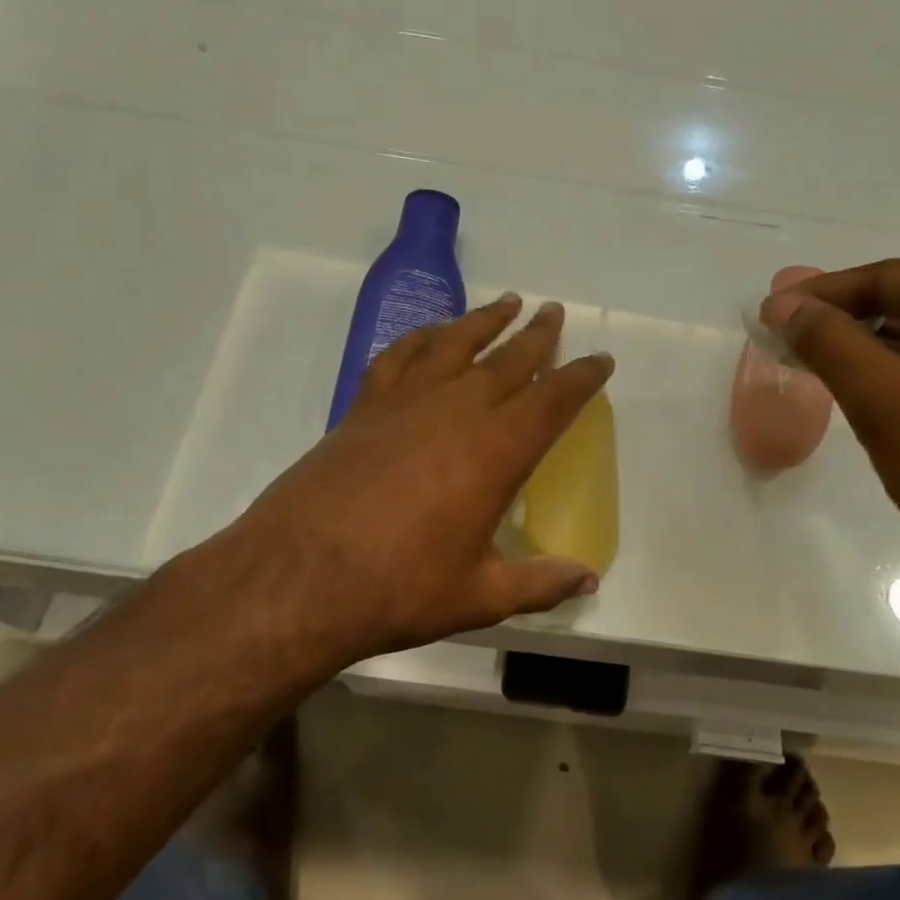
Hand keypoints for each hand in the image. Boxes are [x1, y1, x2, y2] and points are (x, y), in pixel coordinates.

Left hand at [216, 295, 612, 661]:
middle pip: (508, 360)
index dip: (581, 378)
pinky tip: (430, 333)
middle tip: (554, 312)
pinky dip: (421, 337)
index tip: (600, 359)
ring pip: (455, 345)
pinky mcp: (364, 407)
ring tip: (507, 303)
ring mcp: (406, 403)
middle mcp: (456, 412)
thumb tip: (589, 578)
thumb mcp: (479, 596)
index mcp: (496, 452)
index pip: (553, 401)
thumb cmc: (398, 589)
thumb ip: (539, 583)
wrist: (298, 576)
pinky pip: (399, 356)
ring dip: (484, 321)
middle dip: (537, 335)